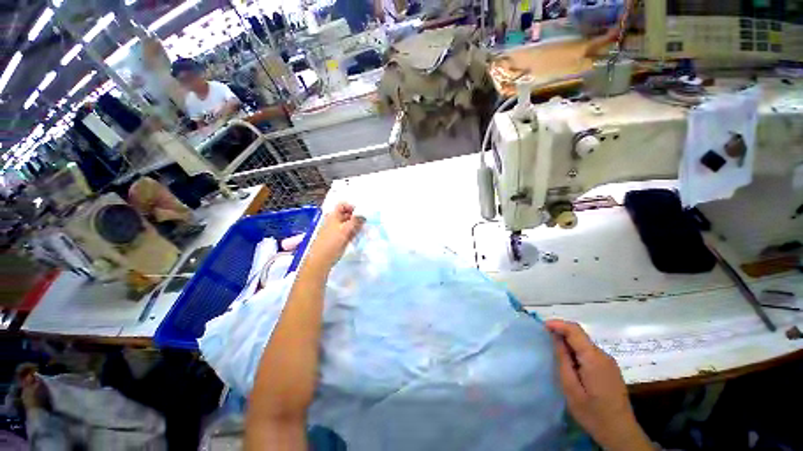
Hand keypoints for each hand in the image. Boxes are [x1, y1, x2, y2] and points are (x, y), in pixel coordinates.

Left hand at [306, 203, 364, 269]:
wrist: (321, 259)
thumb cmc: (332, 242)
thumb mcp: (345, 229)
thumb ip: (355, 221)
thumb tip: (363, 215)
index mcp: (333, 216)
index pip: (342, 205)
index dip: (351, 207)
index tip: (360, 213)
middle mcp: (334, 221)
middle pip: (346, 214)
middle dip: (355, 216)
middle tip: (364, 221)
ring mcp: (336, 230)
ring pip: (348, 224)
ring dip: (356, 225)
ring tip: (362, 229)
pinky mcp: (338, 239)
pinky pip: (348, 232)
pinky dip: (354, 232)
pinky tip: (358, 235)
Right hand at [545, 320, 651, 450]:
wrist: (620, 433)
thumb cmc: (592, 412)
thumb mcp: (571, 387)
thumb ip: (563, 360)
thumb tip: (555, 338)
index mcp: (593, 358)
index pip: (574, 330)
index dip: (557, 324)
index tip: (542, 327)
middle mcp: (603, 355)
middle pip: (579, 335)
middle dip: (561, 333)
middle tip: (545, 341)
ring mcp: (609, 362)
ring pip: (584, 343)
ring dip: (568, 343)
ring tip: (555, 354)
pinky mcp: (610, 369)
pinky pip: (590, 352)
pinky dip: (577, 352)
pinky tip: (571, 365)